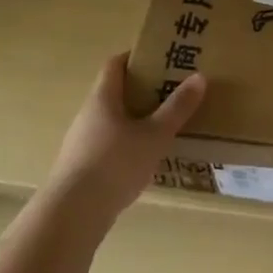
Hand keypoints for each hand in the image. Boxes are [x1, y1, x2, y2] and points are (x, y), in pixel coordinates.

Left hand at [43, 53, 205, 232]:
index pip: (115, 64)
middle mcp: (88, 115)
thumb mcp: (154, 135)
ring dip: (135, 119)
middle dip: (141, 89)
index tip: (160, 57)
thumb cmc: (115, 164)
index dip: (135, 57)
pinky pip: (107, 145)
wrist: (72, 214)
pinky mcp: (81, 168)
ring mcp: (81, 143)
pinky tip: (144, 159)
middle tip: (171, 91)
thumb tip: (199, 77)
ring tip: (163, 126)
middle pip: (114, 92)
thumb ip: (177, 108)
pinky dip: (126, 144)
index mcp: (102, 98)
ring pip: (111, 120)